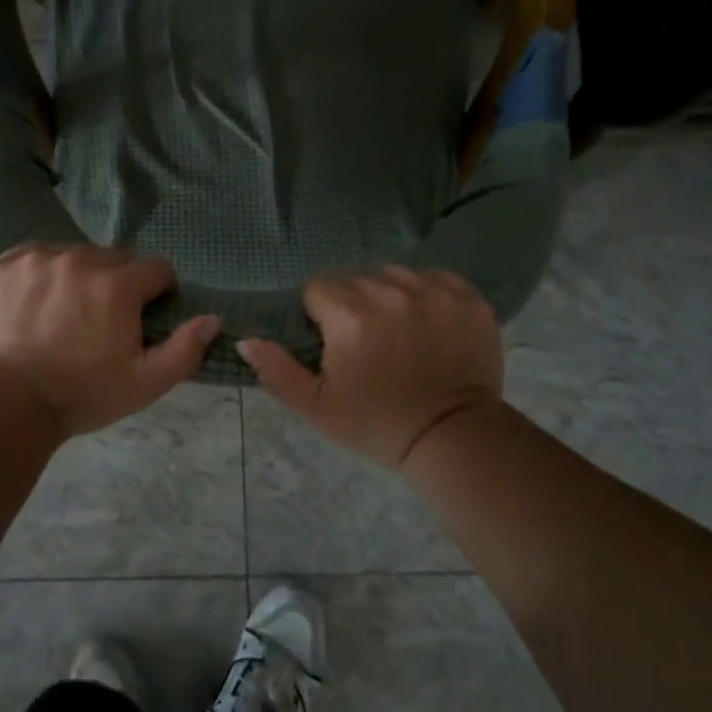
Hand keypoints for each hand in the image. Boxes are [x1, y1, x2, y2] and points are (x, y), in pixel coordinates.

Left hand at [0, 243, 220, 439]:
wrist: (7, 404)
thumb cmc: (83, 394)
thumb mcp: (145, 383)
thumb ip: (185, 349)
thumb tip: (213, 319)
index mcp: (119, 282)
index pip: (157, 268)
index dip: (156, 294)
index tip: (141, 319)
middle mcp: (81, 258)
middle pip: (116, 260)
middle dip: (118, 285)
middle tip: (101, 322)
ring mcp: (41, 257)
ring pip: (77, 255)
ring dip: (80, 276)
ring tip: (66, 314)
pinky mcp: (8, 263)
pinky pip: (39, 256)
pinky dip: (43, 274)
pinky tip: (37, 305)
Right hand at [237, 266, 504, 470]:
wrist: (454, 437)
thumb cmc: (378, 424)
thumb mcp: (317, 407)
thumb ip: (276, 370)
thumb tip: (246, 338)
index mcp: (350, 315)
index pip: (318, 287)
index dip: (321, 314)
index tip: (336, 342)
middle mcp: (390, 291)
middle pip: (355, 278)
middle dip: (353, 304)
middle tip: (368, 342)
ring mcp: (433, 289)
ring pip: (393, 274)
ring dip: (390, 296)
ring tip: (400, 332)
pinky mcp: (466, 295)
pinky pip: (434, 277)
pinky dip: (428, 294)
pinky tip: (430, 324)